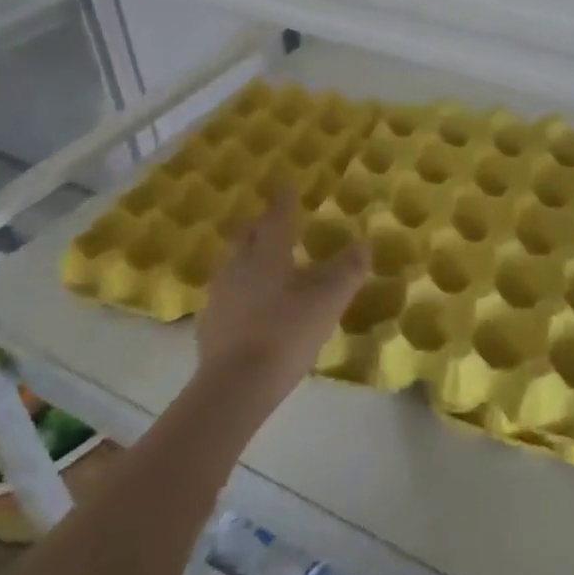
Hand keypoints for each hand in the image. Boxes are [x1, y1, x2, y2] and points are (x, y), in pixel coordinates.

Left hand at [194, 193, 368, 409]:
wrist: (234, 387)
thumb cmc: (286, 333)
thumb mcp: (328, 300)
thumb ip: (348, 270)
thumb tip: (363, 244)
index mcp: (266, 254)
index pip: (275, 217)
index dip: (284, 201)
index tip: (287, 186)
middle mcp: (238, 266)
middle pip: (246, 236)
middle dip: (260, 225)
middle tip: (273, 222)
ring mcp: (219, 296)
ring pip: (234, 264)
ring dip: (248, 256)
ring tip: (264, 262)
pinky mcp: (210, 324)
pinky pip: (228, 293)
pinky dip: (241, 289)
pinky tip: (252, 304)